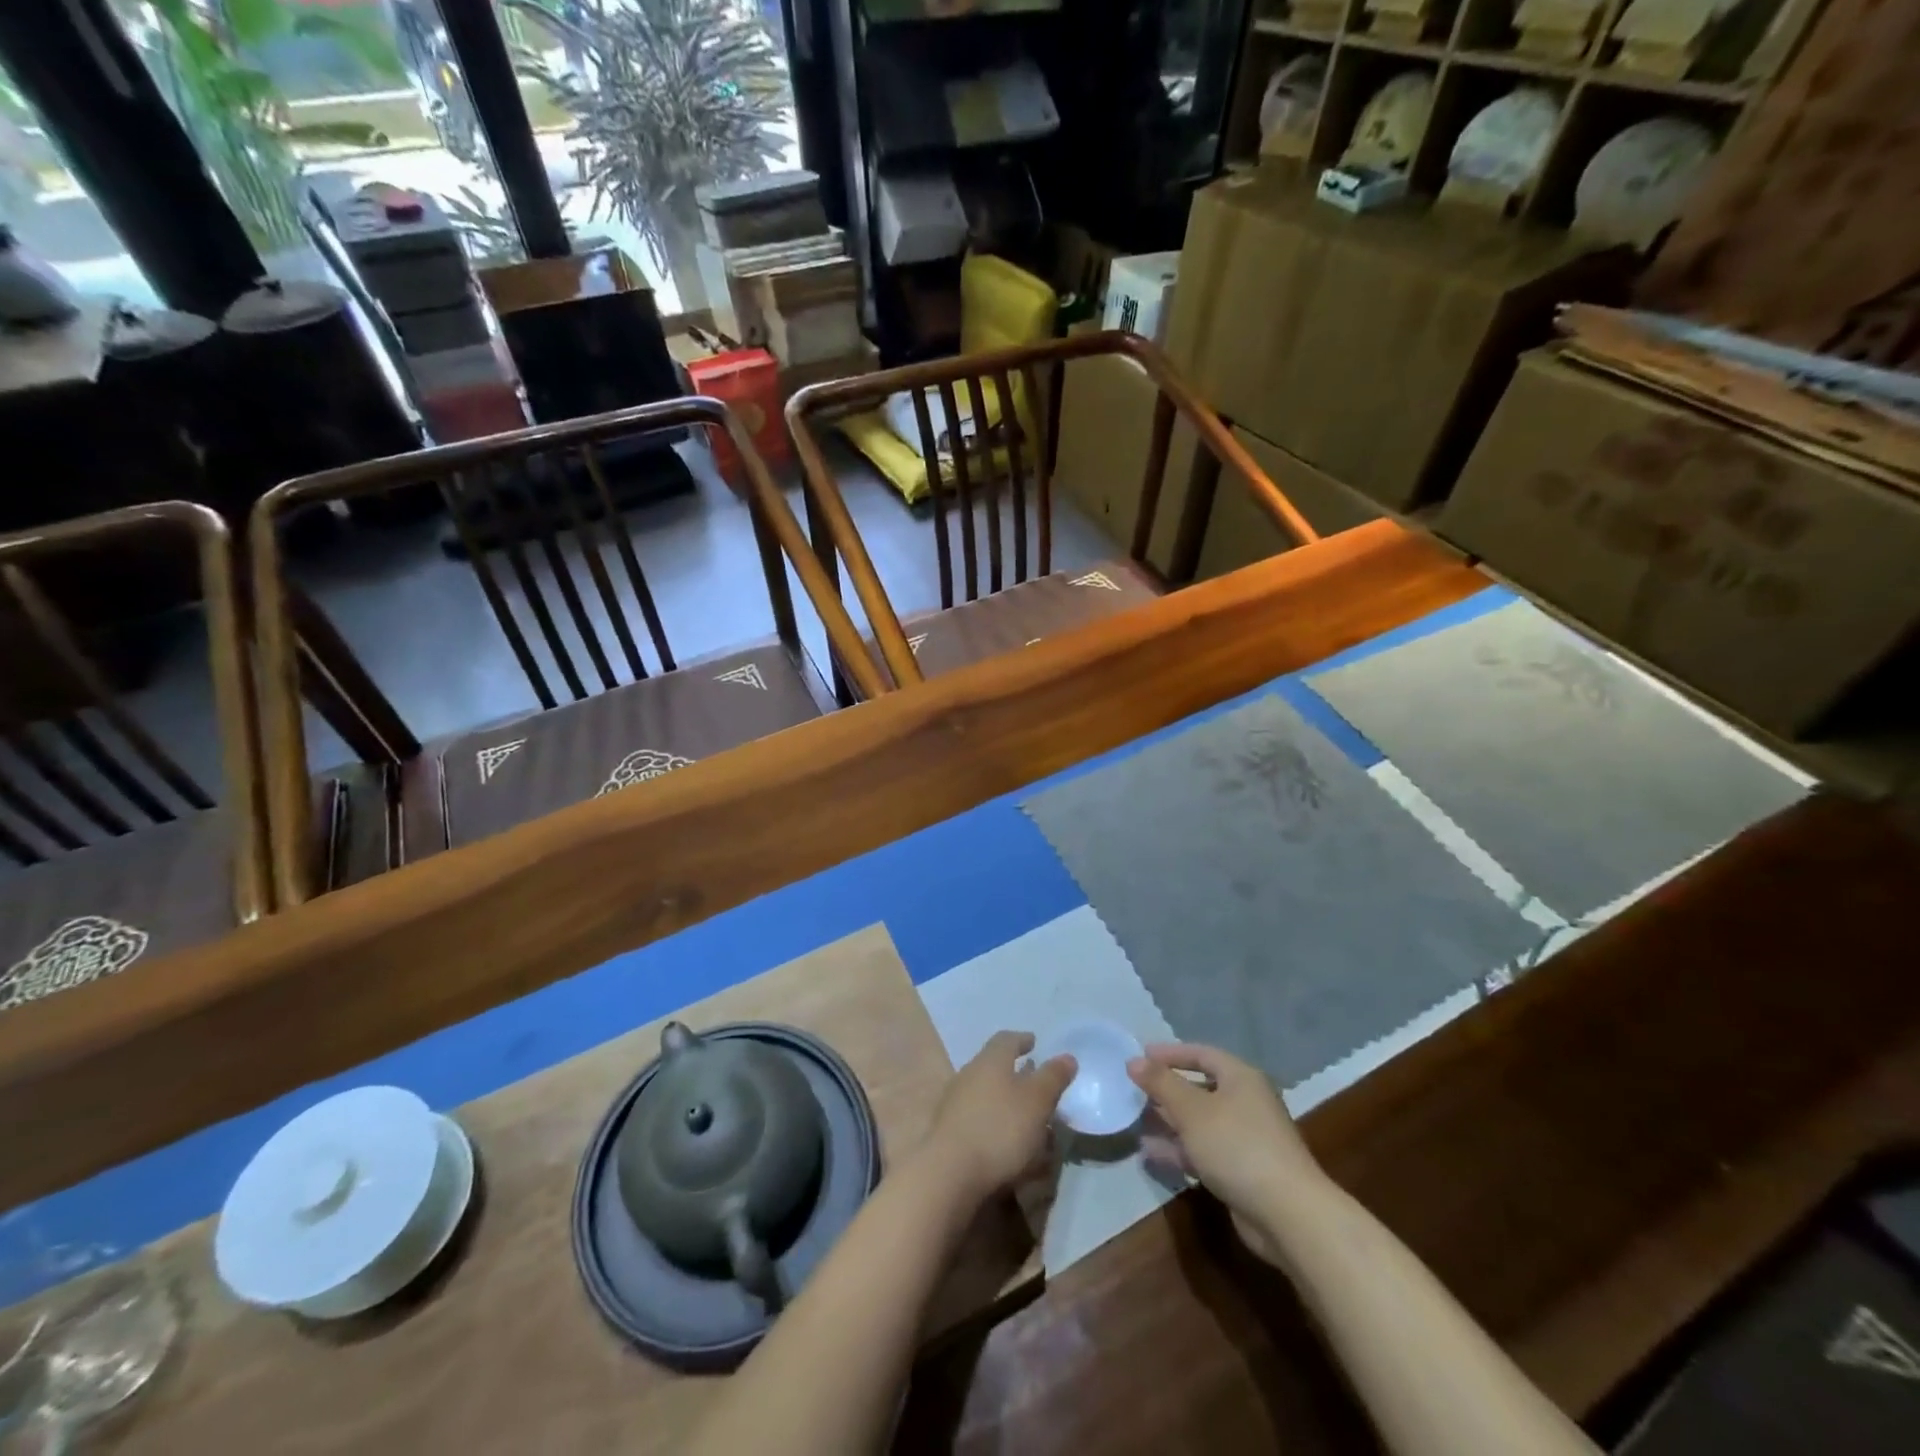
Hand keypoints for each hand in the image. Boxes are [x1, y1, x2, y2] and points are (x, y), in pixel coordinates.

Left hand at [924, 1031, 1075, 1205]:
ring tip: (1025, 1117)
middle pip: (992, 1065)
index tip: (1033, 1043)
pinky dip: (993, 1122)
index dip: (1021, 1040)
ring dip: (1004, 1100)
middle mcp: (968, 1074)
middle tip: (1033, 1081)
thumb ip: (1052, 1078)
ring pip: (984, 1093)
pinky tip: (1005, 1141)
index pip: (1006, 1040)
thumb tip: (1067, 1056)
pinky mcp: (947, 1131)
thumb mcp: (1037, 1101)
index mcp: (989, 1060)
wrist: (949, 1173)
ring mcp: (953, 1103)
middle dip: (1013, 1072)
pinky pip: (976, 1118)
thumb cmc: (999, 1129)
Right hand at [1128, 1043, 1320, 1263]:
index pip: (1201, 1053)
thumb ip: (1161, 1083)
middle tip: (1134, 1091)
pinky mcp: (1242, 1171)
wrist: (1288, 1214)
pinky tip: (1150, 1153)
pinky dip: (1179, 1149)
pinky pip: (1204, 1151)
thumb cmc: (1237, 1146)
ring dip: (1169, 1122)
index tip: (1140, 1057)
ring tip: (1135, 1122)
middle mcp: (1246, 1102)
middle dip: (1167, 1090)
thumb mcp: (1192, 1110)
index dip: (1170, 1053)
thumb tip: (1134, 1060)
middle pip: (1200, 1088)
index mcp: (1240, 1078)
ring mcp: (1246, 1139)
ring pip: (1200, 1122)